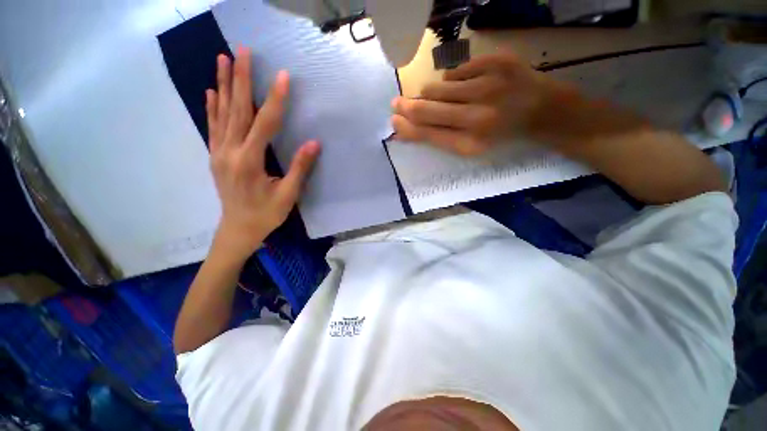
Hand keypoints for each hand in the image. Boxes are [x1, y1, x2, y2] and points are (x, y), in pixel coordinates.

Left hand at [207, 47, 319, 259]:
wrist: (238, 229)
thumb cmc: (266, 214)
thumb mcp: (288, 194)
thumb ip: (300, 167)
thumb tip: (313, 143)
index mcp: (249, 161)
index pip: (265, 123)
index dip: (275, 100)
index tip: (282, 76)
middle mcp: (229, 152)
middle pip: (237, 109)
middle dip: (240, 78)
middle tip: (242, 51)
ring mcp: (218, 153)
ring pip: (221, 113)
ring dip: (222, 84)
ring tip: (222, 59)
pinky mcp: (215, 156)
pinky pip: (213, 126)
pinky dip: (212, 107)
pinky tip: (211, 91)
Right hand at [391, 53, 551, 155]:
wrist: (543, 111)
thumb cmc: (502, 136)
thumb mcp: (471, 147)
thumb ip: (438, 137)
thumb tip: (406, 126)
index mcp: (471, 143)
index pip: (426, 133)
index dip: (406, 127)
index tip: (394, 120)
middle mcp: (477, 117)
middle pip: (426, 108)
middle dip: (406, 106)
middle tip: (396, 103)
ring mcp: (488, 86)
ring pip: (437, 87)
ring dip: (432, 94)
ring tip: (442, 98)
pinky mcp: (496, 63)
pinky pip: (456, 71)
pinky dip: (454, 80)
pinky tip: (467, 86)